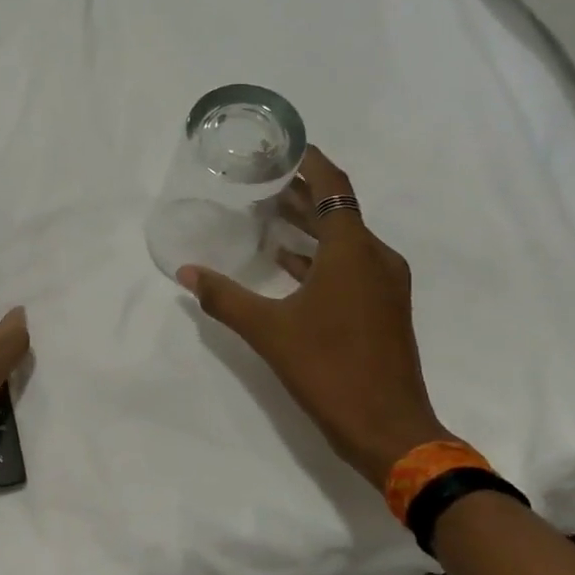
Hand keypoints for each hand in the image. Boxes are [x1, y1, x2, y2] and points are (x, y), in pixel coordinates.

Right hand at [178, 146, 447, 488]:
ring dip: (309, 226)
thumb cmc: (329, 368)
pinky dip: (319, 257)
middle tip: (261, 180)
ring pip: (344, 240)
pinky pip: (349, 266)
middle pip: (338, 211)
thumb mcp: (268, 331)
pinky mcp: (383, 309)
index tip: (283, 146)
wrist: (388, 427)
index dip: (310, 162)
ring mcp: (384, 285)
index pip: (334, 187)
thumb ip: (224, 297)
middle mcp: (375, 258)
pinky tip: (287, 264)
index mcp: (352, 252)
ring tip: (268, 215)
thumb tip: (186, 272)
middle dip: (301, 193)